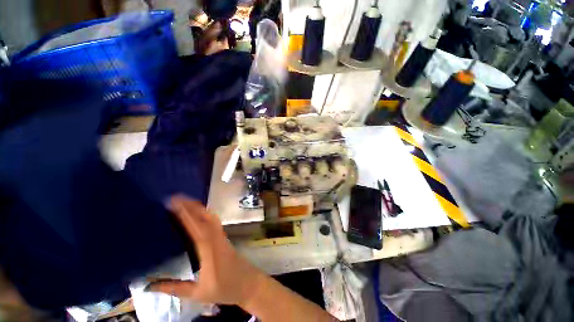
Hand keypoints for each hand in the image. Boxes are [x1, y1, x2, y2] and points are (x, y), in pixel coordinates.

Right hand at [147, 195, 263, 306]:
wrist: (248, 283)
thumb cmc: (225, 289)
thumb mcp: (198, 293)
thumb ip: (174, 288)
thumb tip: (148, 285)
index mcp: (209, 251)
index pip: (196, 229)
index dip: (186, 215)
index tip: (175, 204)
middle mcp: (216, 239)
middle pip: (205, 218)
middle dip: (191, 206)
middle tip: (177, 197)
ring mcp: (222, 237)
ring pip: (211, 218)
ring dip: (199, 208)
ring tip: (186, 201)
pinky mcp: (224, 238)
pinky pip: (214, 222)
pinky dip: (205, 214)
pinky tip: (199, 213)